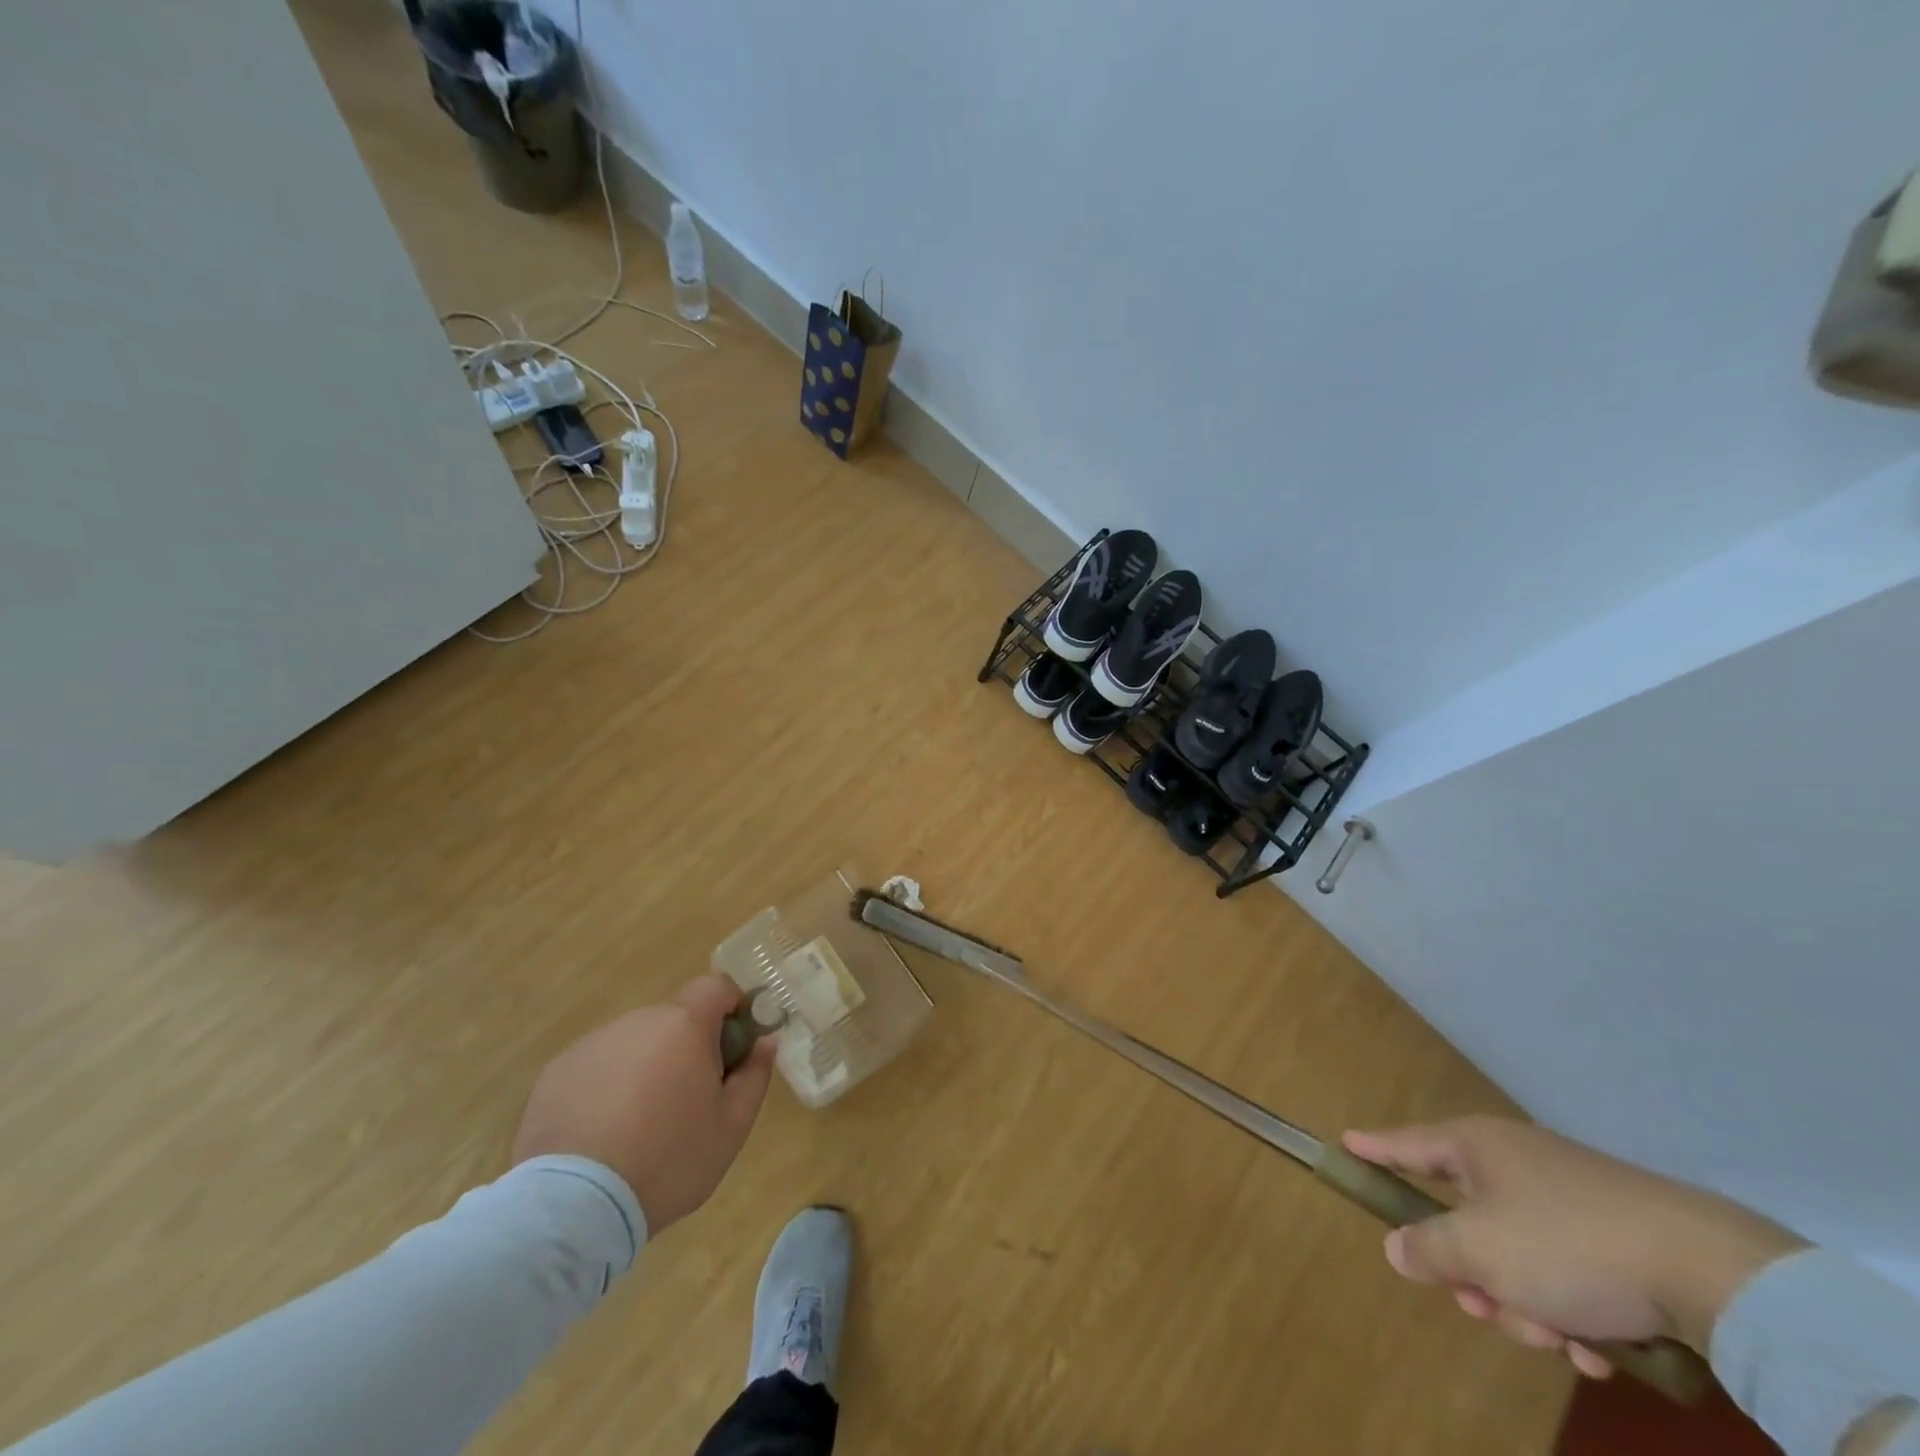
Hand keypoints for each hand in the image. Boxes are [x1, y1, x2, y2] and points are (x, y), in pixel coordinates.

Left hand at [512, 976, 776, 1233]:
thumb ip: (754, 1075)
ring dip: (645, 1068)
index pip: (715, 987)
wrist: (574, 1205)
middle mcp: (637, 1022)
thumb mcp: (731, 1126)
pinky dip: (606, 1089)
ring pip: (634, 1044)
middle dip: (686, 1048)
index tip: (732, 1047)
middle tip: (687, 1100)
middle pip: (674, 1020)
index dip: (729, 1009)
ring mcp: (592, 1046)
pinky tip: (601, 1135)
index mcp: (684, 1025)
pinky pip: (596, 1068)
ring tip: (638, 1126)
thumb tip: (765, 1041)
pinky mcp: (556, 1074)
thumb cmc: (668, 1159)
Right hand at [1342, 1116, 1805, 1376]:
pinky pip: (1566, 1268)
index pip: (1407, 1145)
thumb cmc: (1565, 1245)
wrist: (1708, 1270)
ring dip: (1524, 1301)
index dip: (1374, 1149)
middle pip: (1465, 1216)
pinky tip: (1596, 1348)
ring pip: (1517, 1252)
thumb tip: (1397, 1247)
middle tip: (1481, 1307)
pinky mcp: (1617, 1233)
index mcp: (1476, 1147)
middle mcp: (1516, 1161)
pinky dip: (1569, 1308)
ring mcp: (1569, 1195)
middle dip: (1472, 1272)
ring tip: (1557, 1340)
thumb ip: (1427, 1248)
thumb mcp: (1480, 1253)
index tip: (1345, 1144)